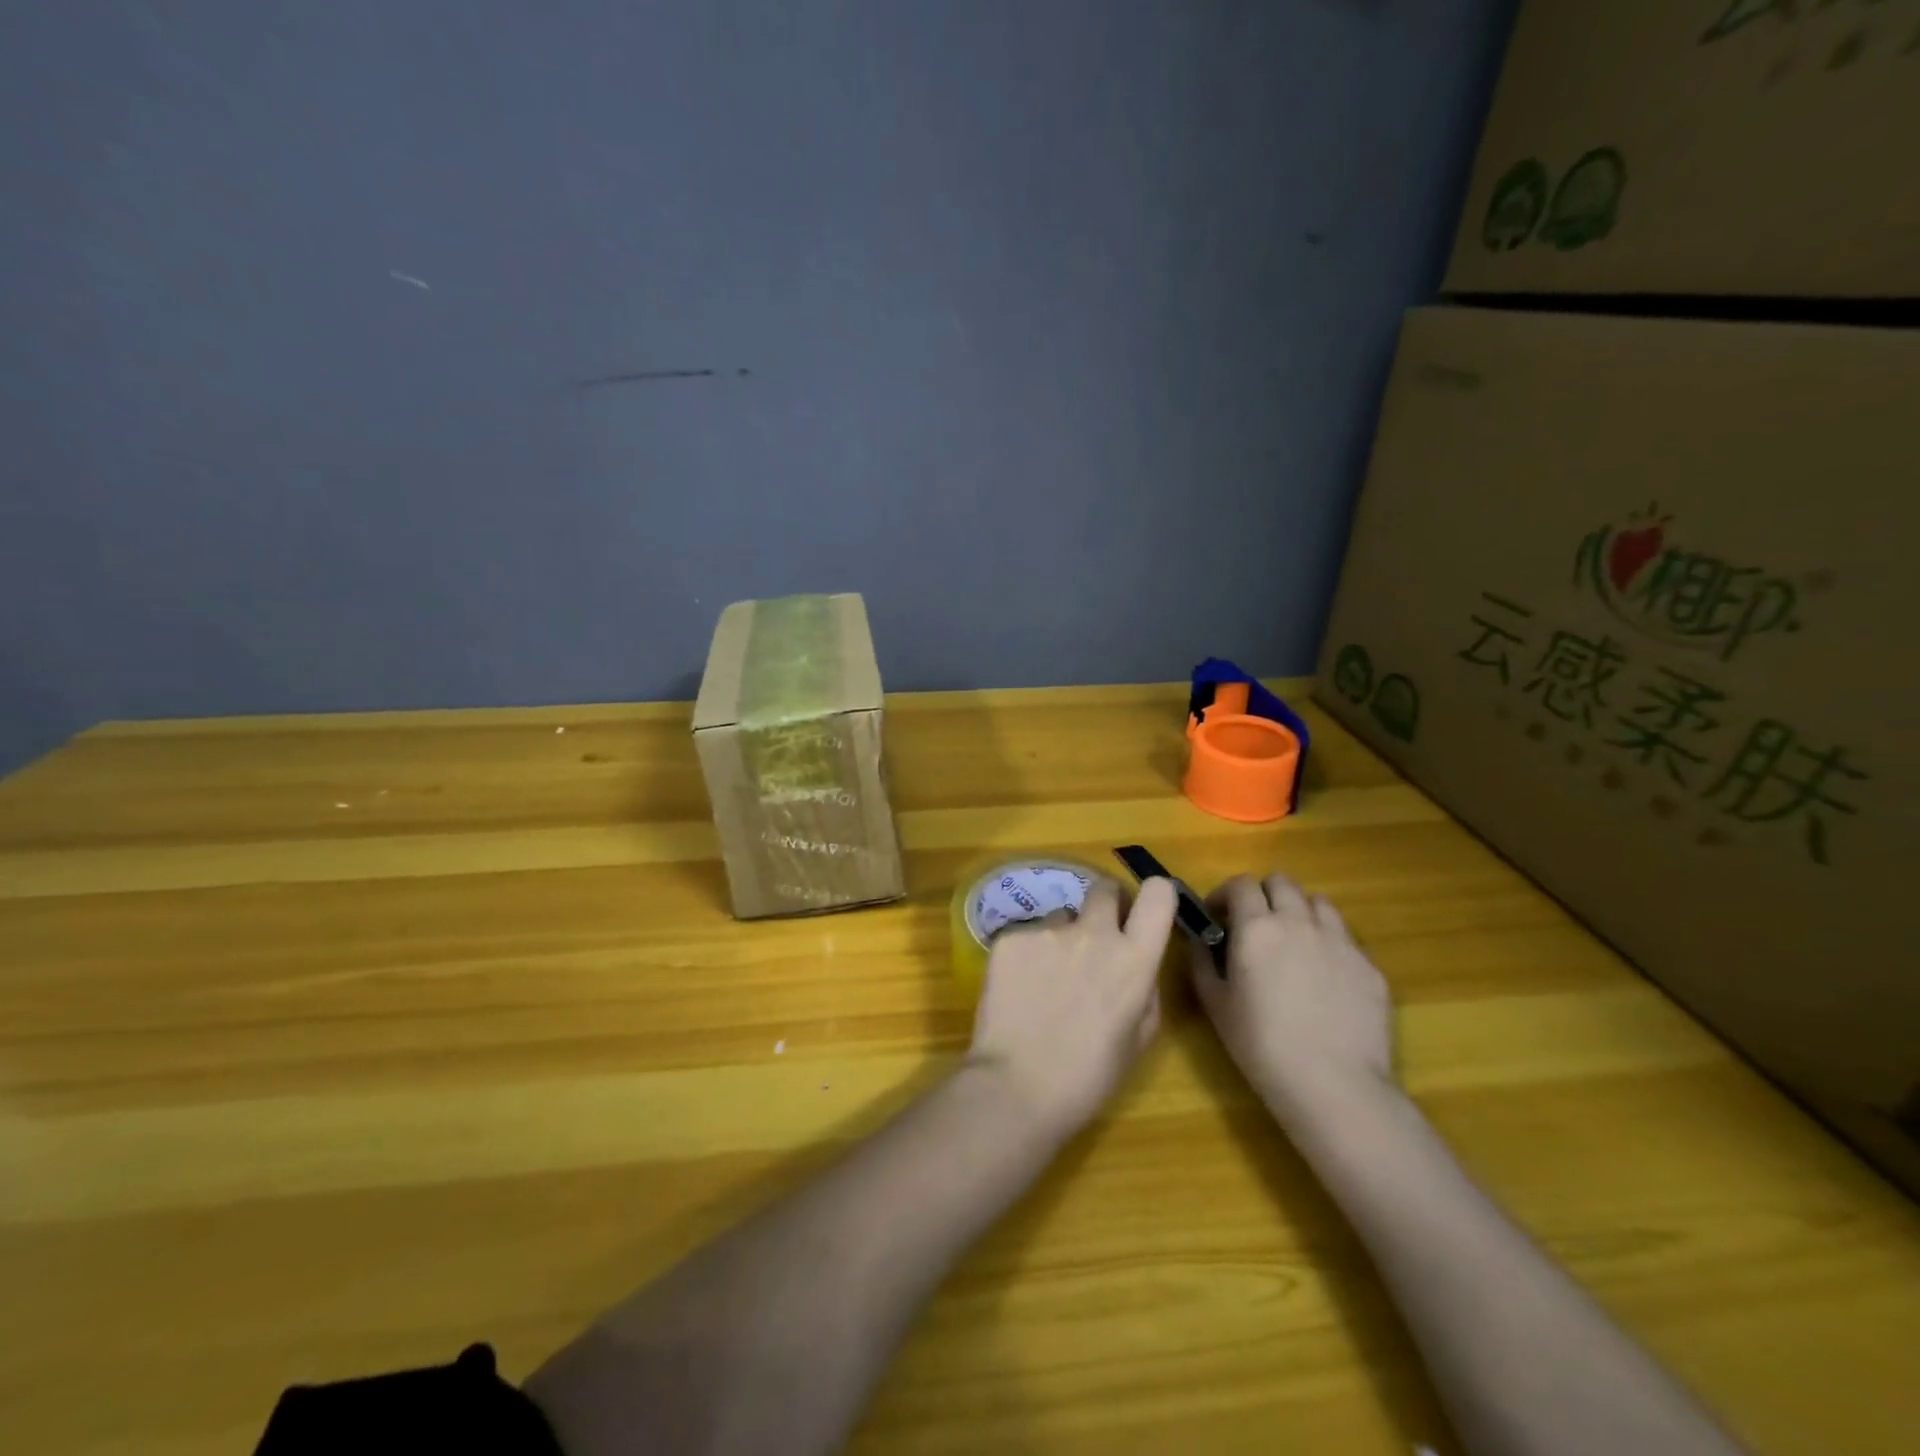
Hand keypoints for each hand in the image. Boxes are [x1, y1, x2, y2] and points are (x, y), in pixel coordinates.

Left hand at [967, 878, 1177, 1138]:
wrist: (1017, 1086)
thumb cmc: (1088, 1076)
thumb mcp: (1138, 1039)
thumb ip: (1144, 989)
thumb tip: (1137, 965)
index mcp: (1134, 959)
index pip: (1157, 894)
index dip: (1153, 896)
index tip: (1141, 913)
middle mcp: (1093, 933)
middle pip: (1103, 889)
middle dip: (1104, 906)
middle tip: (1094, 941)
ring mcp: (1047, 931)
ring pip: (1061, 917)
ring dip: (1061, 938)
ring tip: (1046, 981)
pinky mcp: (1010, 937)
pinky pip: (1027, 935)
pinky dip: (1026, 955)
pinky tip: (1018, 991)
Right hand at [1188, 873, 1395, 1130]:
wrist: (1334, 1084)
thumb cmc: (1261, 1044)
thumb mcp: (1215, 1003)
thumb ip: (1201, 960)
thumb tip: (1198, 938)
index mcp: (1257, 928)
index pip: (1241, 884)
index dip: (1226, 894)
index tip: (1218, 916)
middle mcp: (1299, 922)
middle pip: (1282, 882)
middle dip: (1264, 894)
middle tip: (1255, 924)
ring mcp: (1340, 941)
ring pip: (1319, 903)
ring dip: (1300, 911)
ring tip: (1293, 941)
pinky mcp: (1369, 966)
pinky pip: (1346, 938)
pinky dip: (1329, 943)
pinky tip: (1325, 977)